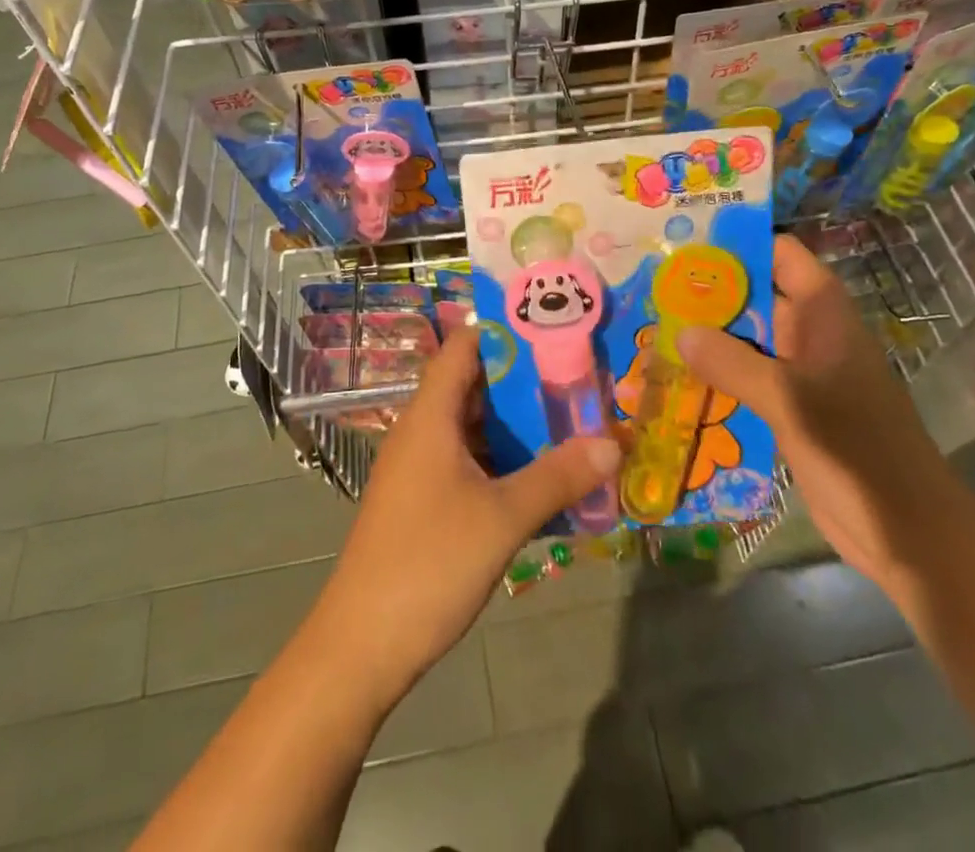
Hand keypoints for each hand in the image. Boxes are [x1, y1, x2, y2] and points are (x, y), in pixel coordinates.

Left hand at [309, 329, 620, 704]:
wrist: (362, 646)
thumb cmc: (429, 562)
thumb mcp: (503, 517)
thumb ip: (558, 477)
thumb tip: (612, 443)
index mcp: (430, 415)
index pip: (464, 346)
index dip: (504, 331)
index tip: (554, 328)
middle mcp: (422, 431)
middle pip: (473, 385)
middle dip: (524, 381)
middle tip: (578, 379)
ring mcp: (420, 468)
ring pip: (472, 428)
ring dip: (516, 426)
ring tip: (571, 423)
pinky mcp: (423, 502)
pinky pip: (468, 462)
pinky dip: (502, 461)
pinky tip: (541, 479)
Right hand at [678, 234, 974, 590]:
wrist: (904, 530)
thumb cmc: (855, 449)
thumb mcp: (788, 399)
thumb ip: (732, 363)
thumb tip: (680, 331)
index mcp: (823, 315)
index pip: (782, 255)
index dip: (741, 243)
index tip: (688, 242)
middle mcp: (812, 334)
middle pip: (758, 294)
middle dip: (711, 288)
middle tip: (655, 283)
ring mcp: (802, 373)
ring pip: (750, 338)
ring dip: (711, 333)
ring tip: (655, 321)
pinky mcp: (792, 408)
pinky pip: (749, 376)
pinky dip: (720, 371)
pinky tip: (679, 373)